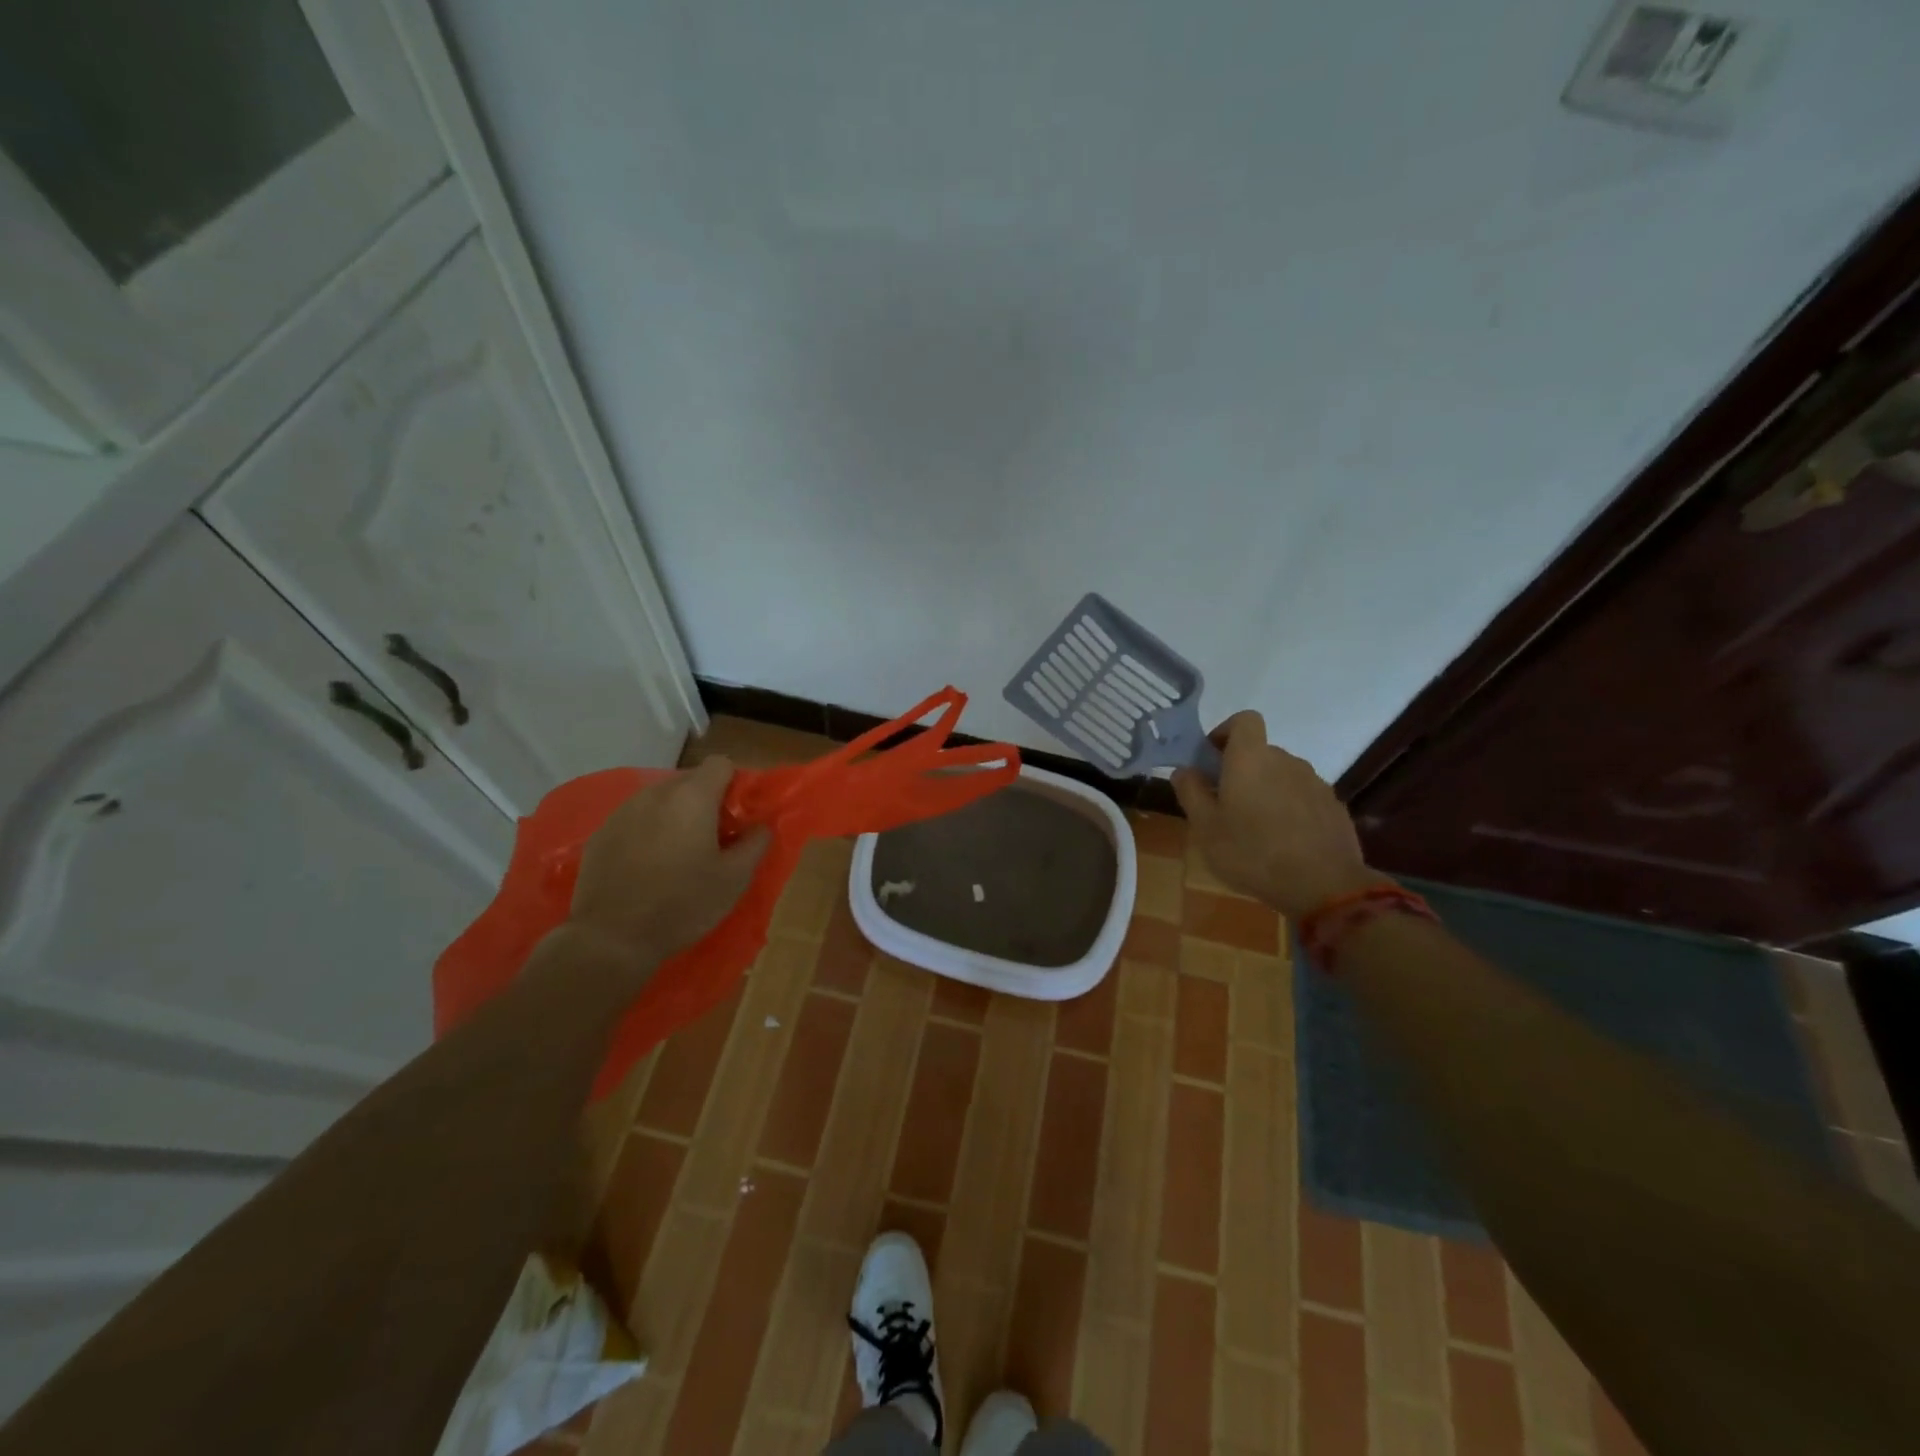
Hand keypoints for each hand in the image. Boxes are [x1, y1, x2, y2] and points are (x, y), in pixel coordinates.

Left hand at [566, 756, 770, 969]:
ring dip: (675, 816)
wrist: (611, 939)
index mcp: (692, 797)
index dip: (734, 785)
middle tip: (713, 839)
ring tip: (678, 854)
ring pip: (660, 800)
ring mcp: (623, 811)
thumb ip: (756, 843)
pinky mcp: (600, 833)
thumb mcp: (735, 879)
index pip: (721, 764)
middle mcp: (656, 793)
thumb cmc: (683, 904)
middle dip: (706, 802)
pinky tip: (647, 867)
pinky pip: (635, 820)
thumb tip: (761, 826)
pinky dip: (647, 832)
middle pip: (690, 780)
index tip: (737, 817)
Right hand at [1171, 711, 1377, 919]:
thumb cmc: (1252, 852)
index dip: (1226, 732)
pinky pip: (1303, 797)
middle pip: (1260, 752)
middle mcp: (1285, 760)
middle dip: (1241, 770)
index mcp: (1251, 758)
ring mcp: (1314, 782)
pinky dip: (1289, 809)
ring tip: (1255, 829)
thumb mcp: (1205, 827)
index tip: (1212, 758)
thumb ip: (1191, 792)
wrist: (1324, 885)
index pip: (1244, 720)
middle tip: (1225, 804)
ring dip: (1266, 791)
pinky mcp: (1333, 806)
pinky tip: (1284, 842)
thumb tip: (1184, 770)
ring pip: (1282, 776)